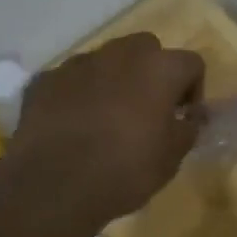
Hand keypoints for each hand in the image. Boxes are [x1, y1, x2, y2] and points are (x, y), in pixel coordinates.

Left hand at [5, 32, 205, 226]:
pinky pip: (70, 81)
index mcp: (158, 68)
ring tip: (106, 119)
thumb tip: (191, 116)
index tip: (183, 118)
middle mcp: (119, 54)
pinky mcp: (44, 80)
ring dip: (113, 81)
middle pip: (146, 49)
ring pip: (105, 61)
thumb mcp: (172, 158)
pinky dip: (77, 95)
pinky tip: (73, 127)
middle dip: (151, 73)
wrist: (54, 187)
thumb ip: (188, 128)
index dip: (193, 90)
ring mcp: (77, 64)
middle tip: (147, 110)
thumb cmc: (126, 171)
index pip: (191, 63)